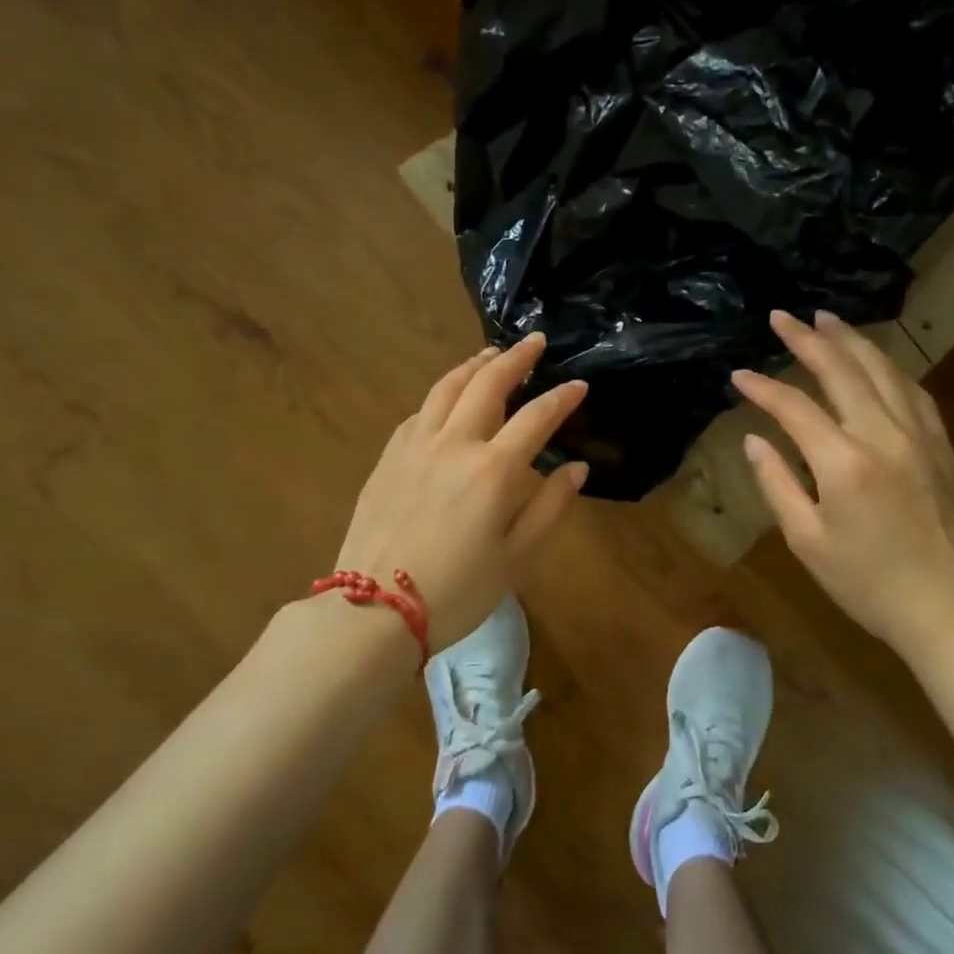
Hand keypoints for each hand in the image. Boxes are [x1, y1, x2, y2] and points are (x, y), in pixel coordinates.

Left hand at [333, 333, 588, 651]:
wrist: (374, 612)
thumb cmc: (458, 591)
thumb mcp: (518, 558)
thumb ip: (551, 507)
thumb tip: (577, 468)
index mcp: (493, 469)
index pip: (536, 418)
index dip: (562, 398)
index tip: (580, 384)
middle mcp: (454, 444)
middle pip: (488, 385)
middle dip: (516, 358)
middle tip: (534, 341)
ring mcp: (415, 446)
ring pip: (447, 388)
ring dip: (474, 366)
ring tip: (491, 354)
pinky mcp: (388, 457)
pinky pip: (419, 411)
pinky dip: (441, 394)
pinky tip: (447, 397)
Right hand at [731, 310, 953, 657]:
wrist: (950, 609)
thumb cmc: (867, 583)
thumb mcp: (807, 541)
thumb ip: (776, 484)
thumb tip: (755, 440)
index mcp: (843, 462)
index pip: (794, 408)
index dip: (763, 388)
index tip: (738, 375)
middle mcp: (883, 435)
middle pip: (843, 371)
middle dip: (808, 339)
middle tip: (782, 316)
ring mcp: (920, 436)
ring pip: (884, 370)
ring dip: (852, 341)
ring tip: (827, 319)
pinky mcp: (942, 446)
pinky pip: (914, 391)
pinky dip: (889, 367)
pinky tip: (877, 361)